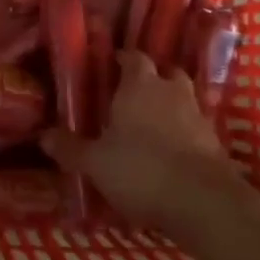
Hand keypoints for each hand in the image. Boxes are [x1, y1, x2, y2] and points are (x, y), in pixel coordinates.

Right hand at [42, 50, 231, 226]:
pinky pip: (195, 128)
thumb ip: (70, 148)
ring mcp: (198, 116)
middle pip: (165, 73)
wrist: (203, 201)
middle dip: (151, 80)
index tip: (111, 66)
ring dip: (170, 107)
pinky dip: (184, 134)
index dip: (123, 60)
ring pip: (184, 99)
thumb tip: (43, 135)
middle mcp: (171, 92)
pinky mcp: (216, 142)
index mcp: (140, 86)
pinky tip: (171, 152)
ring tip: (151, 125)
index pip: (134, 58)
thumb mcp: (95, 163)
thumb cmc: (141, 169)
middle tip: (132, 95)